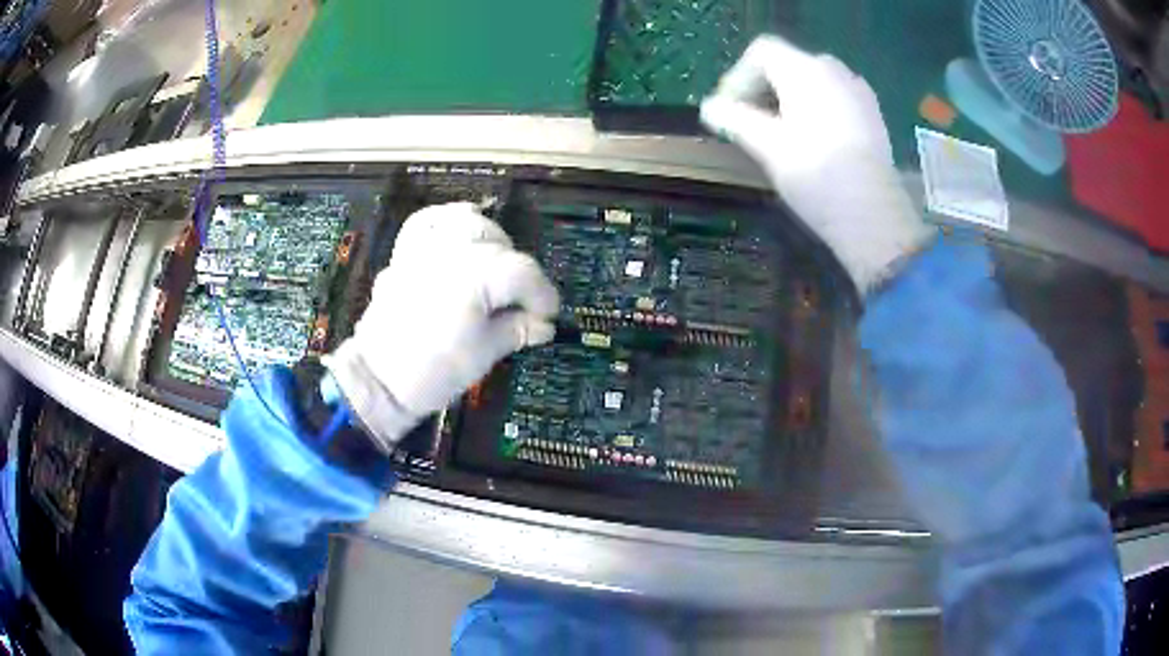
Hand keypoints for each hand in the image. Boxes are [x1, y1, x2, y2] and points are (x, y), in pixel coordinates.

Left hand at [324, 203, 559, 449]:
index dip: (543, 295)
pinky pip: (426, 222)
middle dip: (517, 272)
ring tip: (494, 265)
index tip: (548, 317)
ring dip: (488, 239)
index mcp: (475, 276)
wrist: (378, 381)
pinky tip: (457, 232)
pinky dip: (446, 221)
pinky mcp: (404, 255)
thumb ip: (517, 330)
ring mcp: (424, 249)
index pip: (523, 273)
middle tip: (519, 303)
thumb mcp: (485, 354)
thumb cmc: (433, 372)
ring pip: (466, 222)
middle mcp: (451, 252)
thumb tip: (543, 325)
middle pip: (500, 243)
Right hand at [701, 35, 933, 291]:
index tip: (729, 112)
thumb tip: (709, 108)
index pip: (762, 53)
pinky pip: (835, 98)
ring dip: (789, 100)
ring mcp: (858, 91)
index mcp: (806, 70)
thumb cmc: (816, 176)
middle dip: (763, 90)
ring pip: (812, 82)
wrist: (874, 217)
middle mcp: (834, 70)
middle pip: (787, 65)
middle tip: (750, 124)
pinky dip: (816, 109)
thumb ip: (734, 119)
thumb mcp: (767, 146)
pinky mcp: (872, 115)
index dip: (738, 78)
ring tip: (781, 136)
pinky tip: (815, 142)